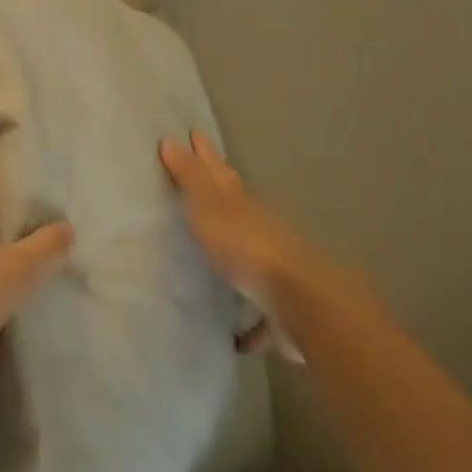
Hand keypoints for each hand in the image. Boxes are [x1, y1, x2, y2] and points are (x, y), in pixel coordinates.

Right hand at [159, 130, 341, 361]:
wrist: (300, 303)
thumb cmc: (247, 249)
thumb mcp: (210, 208)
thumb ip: (191, 179)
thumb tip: (171, 141)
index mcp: (242, 205)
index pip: (218, 171)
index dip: (205, 154)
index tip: (194, 134)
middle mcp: (261, 231)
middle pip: (238, 207)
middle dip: (221, 194)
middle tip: (204, 182)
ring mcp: (275, 271)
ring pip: (252, 256)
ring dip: (237, 254)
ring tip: (218, 257)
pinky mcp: (280, 312)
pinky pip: (259, 315)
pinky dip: (251, 323)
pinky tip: (237, 338)